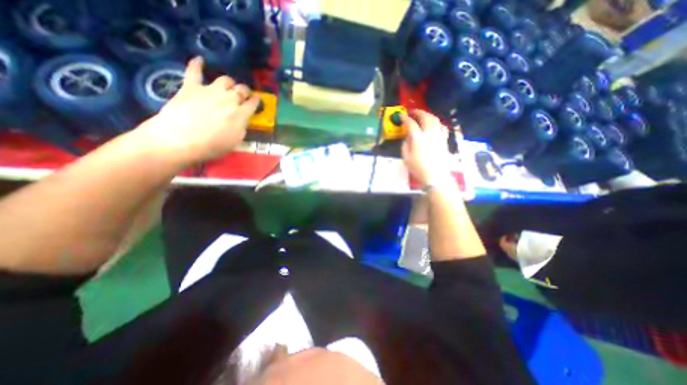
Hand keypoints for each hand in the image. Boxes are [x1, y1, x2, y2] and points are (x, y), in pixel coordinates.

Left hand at [139, 55, 259, 162]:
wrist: (182, 140)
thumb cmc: (213, 145)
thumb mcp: (236, 141)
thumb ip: (242, 127)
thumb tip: (242, 120)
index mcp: (241, 114)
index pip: (253, 103)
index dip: (256, 101)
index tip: (257, 100)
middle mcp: (229, 99)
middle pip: (241, 89)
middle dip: (245, 91)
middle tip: (243, 94)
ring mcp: (210, 91)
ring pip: (225, 80)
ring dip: (229, 82)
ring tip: (228, 85)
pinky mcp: (191, 87)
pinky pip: (194, 71)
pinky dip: (197, 64)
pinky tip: (199, 59)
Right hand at [401, 109, 454, 186]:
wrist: (435, 176)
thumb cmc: (418, 168)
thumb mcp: (406, 157)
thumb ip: (405, 145)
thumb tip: (407, 137)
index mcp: (418, 137)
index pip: (411, 123)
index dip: (405, 118)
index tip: (401, 115)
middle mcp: (429, 133)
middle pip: (425, 117)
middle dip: (418, 112)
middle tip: (412, 112)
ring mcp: (438, 135)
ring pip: (435, 120)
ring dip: (428, 115)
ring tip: (423, 116)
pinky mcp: (444, 140)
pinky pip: (441, 127)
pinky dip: (436, 123)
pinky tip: (434, 125)